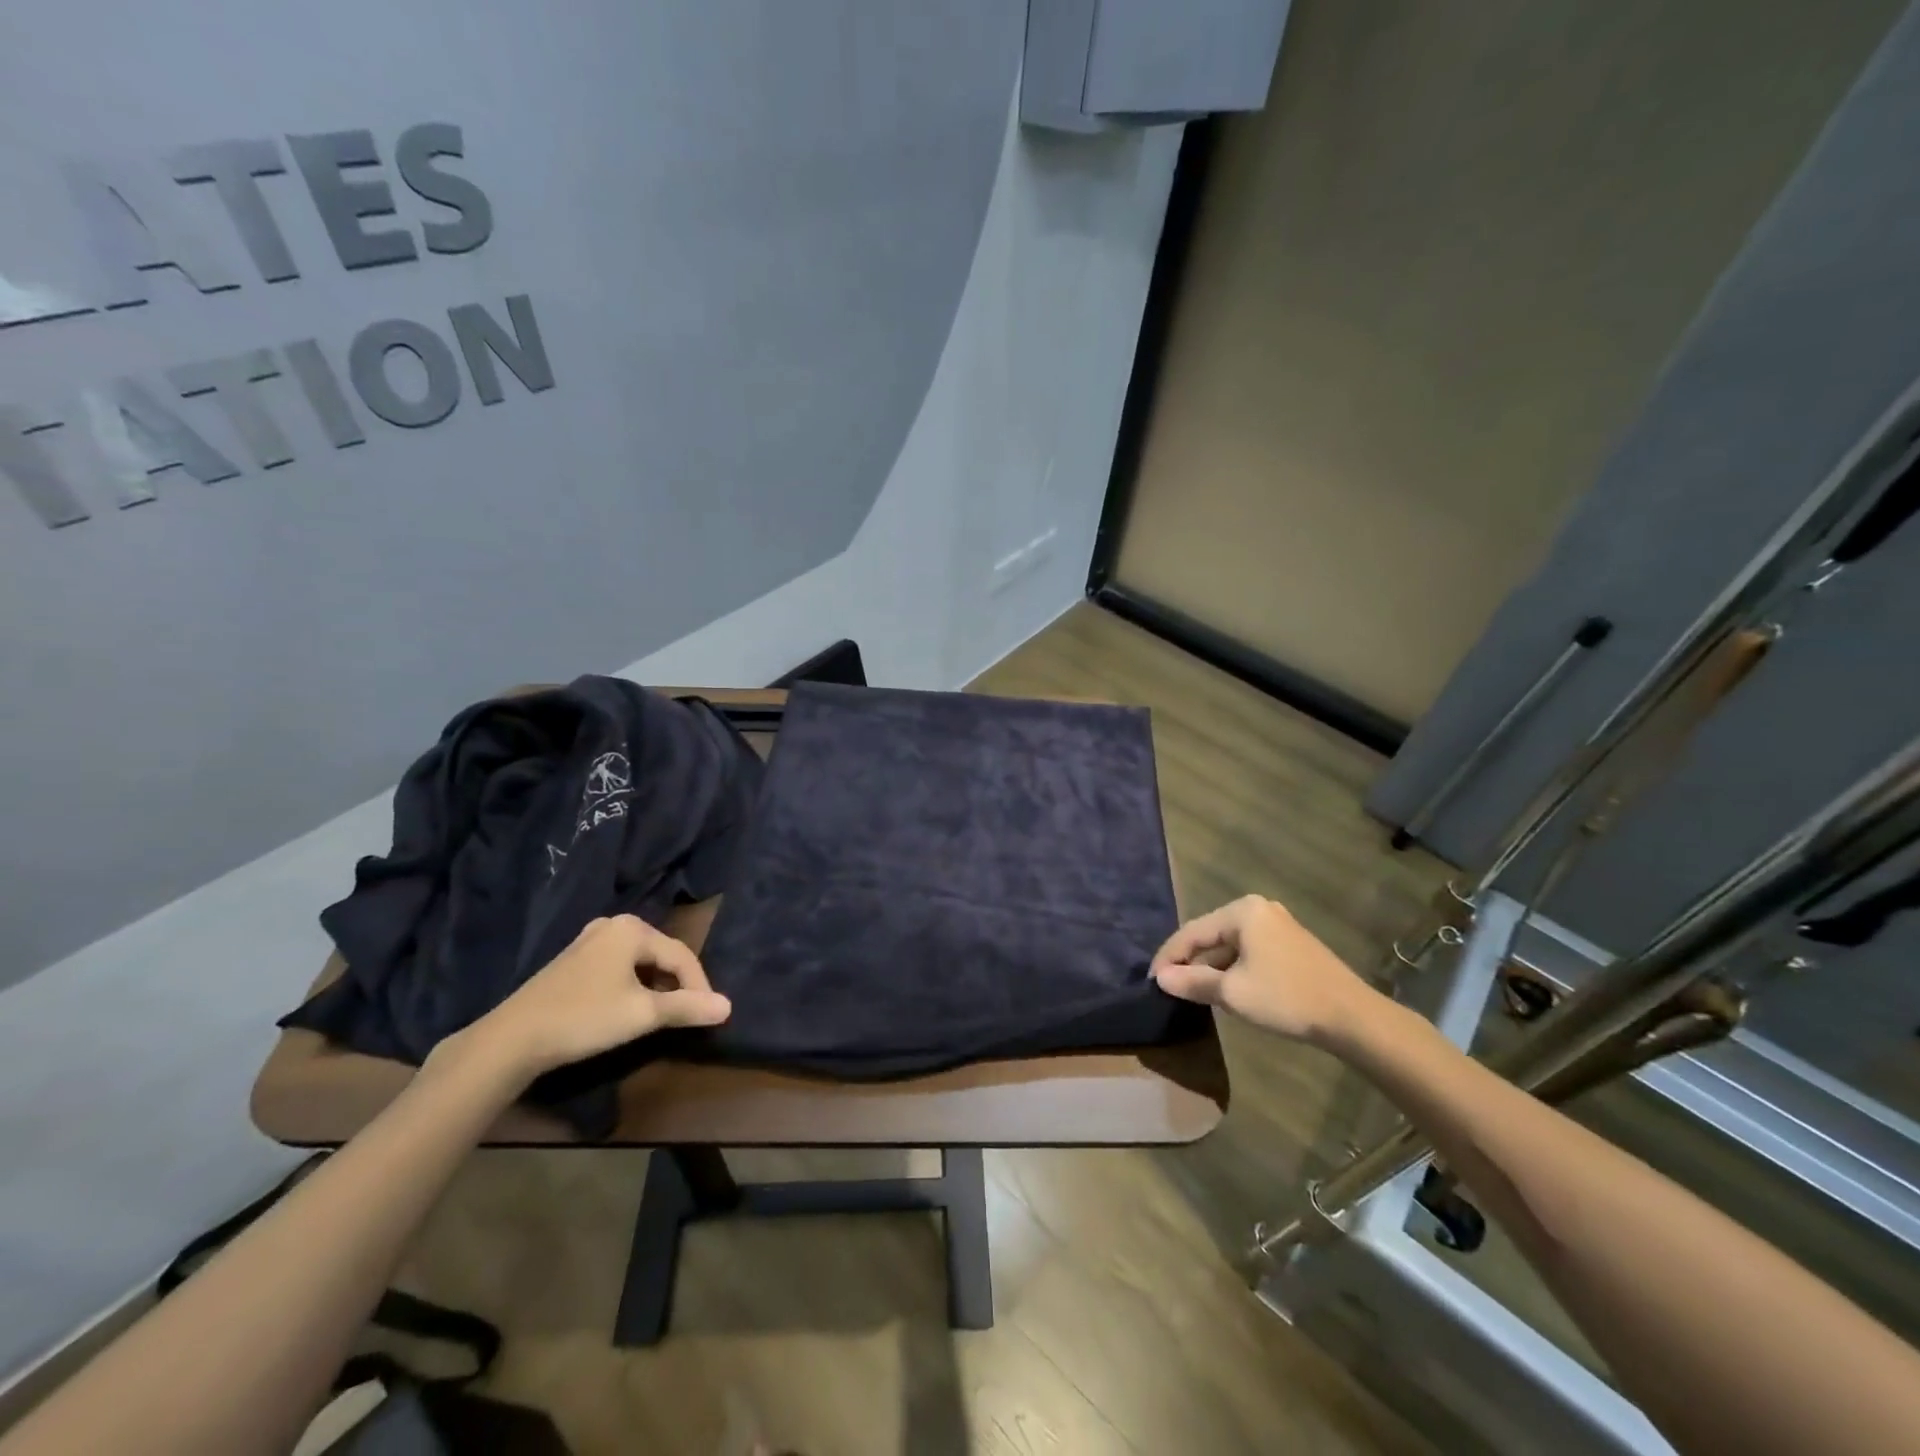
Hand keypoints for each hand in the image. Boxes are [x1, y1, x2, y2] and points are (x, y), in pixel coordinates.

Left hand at [454, 915, 731, 1082]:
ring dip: (656, 987)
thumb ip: (687, 1007)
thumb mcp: (642, 1014)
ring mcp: (589, 941)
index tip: (709, 1015)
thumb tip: (729, 1007)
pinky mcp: (573, 960)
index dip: (700, 986)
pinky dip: (632, 985)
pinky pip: (618, 967)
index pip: (682, 955)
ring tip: (662, 1014)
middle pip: (661, 955)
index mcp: (633, 928)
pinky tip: (629, 1008)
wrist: (511, 1039)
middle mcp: (613, 925)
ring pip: (639, 962)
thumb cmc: (585, 1018)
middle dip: (678, 985)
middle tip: (687, 1014)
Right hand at [1151, 895, 1379, 1045]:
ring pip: (1230, 945)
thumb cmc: (1286, 998)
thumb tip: (1160, 978)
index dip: (1168, 957)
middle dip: (1190, 962)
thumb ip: (1192, 981)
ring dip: (1211, 968)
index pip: (1192, 932)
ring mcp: (1277, 925)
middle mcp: (1258, 909)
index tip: (1152, 980)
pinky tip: (1226, 990)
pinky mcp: (1290, 945)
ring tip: (1193, 992)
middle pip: (1210, 935)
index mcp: (1242, 911)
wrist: (1352, 1018)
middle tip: (1170, 987)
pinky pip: (1248, 952)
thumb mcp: (1232, 992)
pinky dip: (1232, 969)